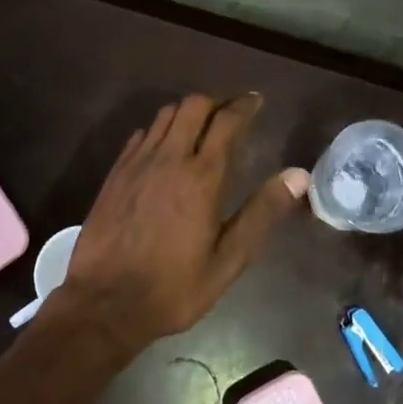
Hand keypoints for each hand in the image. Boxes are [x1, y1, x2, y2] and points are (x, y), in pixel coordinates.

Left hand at [43, 94, 308, 357]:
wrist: (104, 303)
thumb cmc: (173, 287)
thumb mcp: (228, 259)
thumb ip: (262, 212)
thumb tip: (298, 175)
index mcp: (201, 176)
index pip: (227, 121)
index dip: (244, 105)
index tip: (256, 100)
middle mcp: (168, 158)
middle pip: (193, 106)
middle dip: (216, 102)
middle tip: (230, 114)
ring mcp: (137, 163)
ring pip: (164, 115)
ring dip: (187, 113)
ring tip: (200, 128)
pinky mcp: (115, 173)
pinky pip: (141, 134)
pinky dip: (159, 130)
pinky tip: (164, 149)